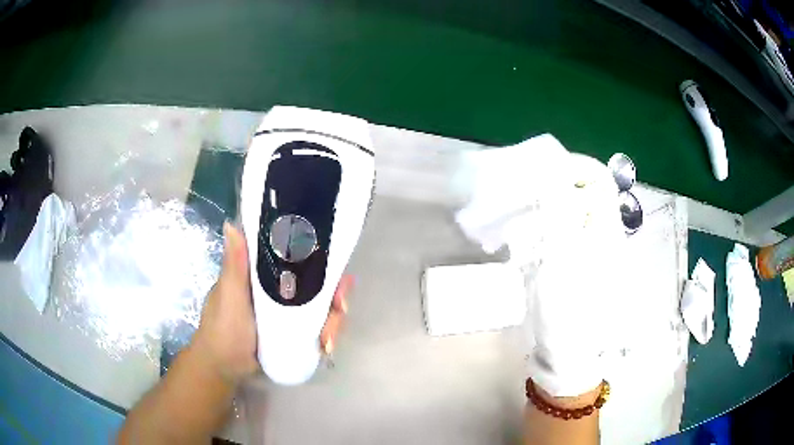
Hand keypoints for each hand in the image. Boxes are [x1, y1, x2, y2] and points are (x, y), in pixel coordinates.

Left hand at [192, 222, 349, 383]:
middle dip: (335, 295)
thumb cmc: (223, 330)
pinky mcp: (294, 333)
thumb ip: (234, 266)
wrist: (224, 369)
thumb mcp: (229, 297)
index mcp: (265, 273)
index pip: (299, 257)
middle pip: (318, 284)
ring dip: (333, 321)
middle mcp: (280, 289)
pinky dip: (327, 335)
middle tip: (340, 309)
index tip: (338, 271)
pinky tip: (326, 347)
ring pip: (322, 308)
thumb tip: (231, 223)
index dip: (322, 259)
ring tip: (328, 340)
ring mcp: (288, 313)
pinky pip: (318, 329)